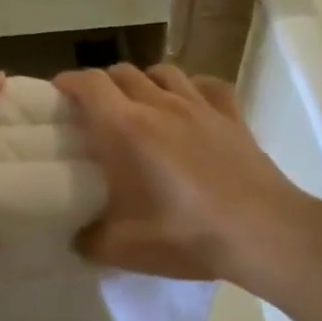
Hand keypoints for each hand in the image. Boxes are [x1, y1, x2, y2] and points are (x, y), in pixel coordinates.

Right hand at [52, 64, 321, 292]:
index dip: (69, 82)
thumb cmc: (187, 235)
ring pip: (164, 71)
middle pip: (123, 72)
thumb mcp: (123, 248)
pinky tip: (189, 104)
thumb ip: (89, 240)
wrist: (264, 233)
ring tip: (139, 103)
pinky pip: (208, 85)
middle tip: (95, 108)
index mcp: (126, 128)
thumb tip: (74, 237)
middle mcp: (160, 105)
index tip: (57, 92)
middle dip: (102, 83)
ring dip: (144, 81)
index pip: (90, 84)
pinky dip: (191, 87)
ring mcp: (200, 106)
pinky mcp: (232, 116)